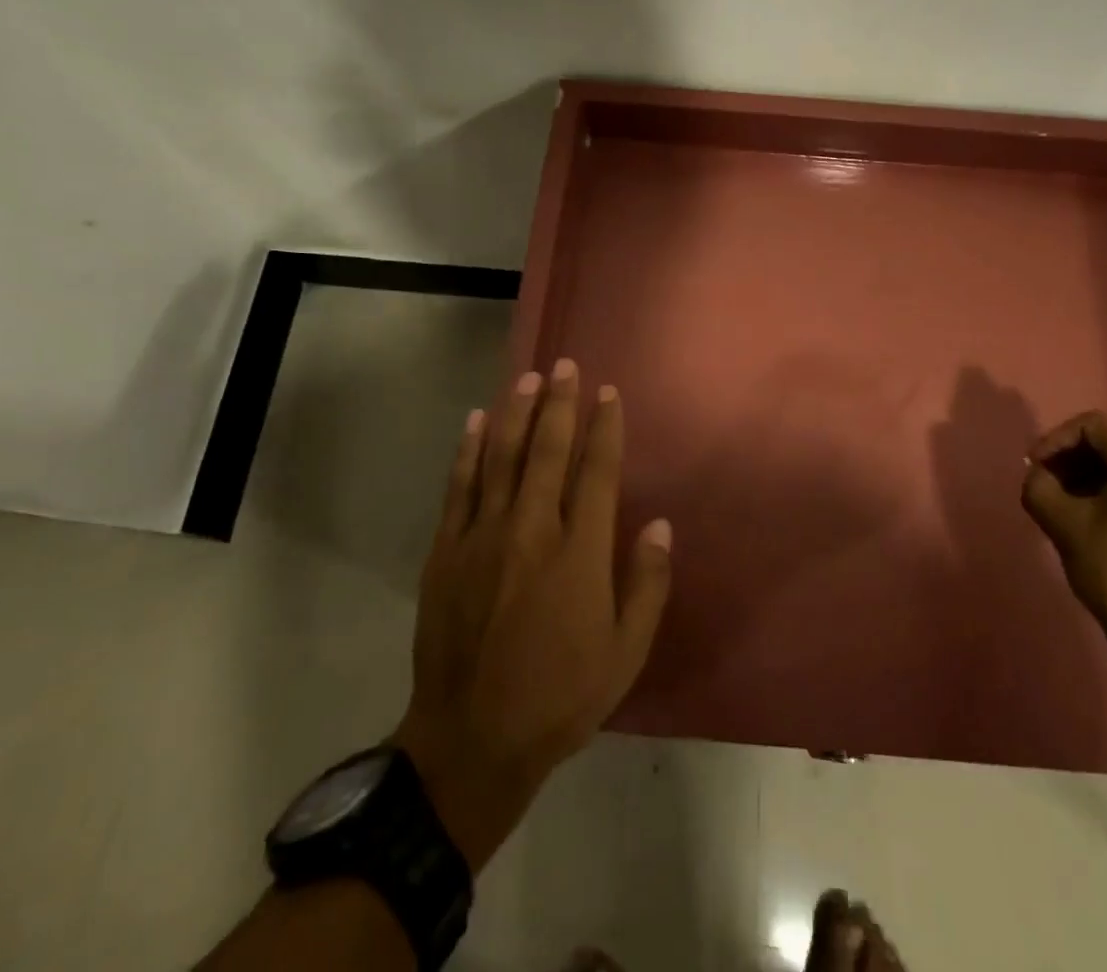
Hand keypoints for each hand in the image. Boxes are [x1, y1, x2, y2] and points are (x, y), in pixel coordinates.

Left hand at [392, 360, 673, 871]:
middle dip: (559, 404)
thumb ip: (647, 584)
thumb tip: (660, 525)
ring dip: (516, 413)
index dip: (604, 428)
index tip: (608, 393)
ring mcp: (483, 538)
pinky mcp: (446, 553)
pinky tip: (476, 421)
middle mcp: (532, 531)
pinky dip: (468, 450)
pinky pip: (459, 487)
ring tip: (527, 378)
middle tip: (565, 365)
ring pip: (501, 458)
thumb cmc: (560, 697)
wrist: (471, 741)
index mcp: (579, 554)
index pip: (596, 472)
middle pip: (547, 450)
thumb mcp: (625, 653)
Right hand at [1021, 411, 1106, 670]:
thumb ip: (1039, 487)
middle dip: (1073, 463)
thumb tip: (1038, 477)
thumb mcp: (1063, 524)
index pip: (1093, 427)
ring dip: (1092, 483)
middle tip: (1045, 488)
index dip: (1055, 441)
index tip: (1034, 469)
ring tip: (1066, 512)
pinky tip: (1098, 531)